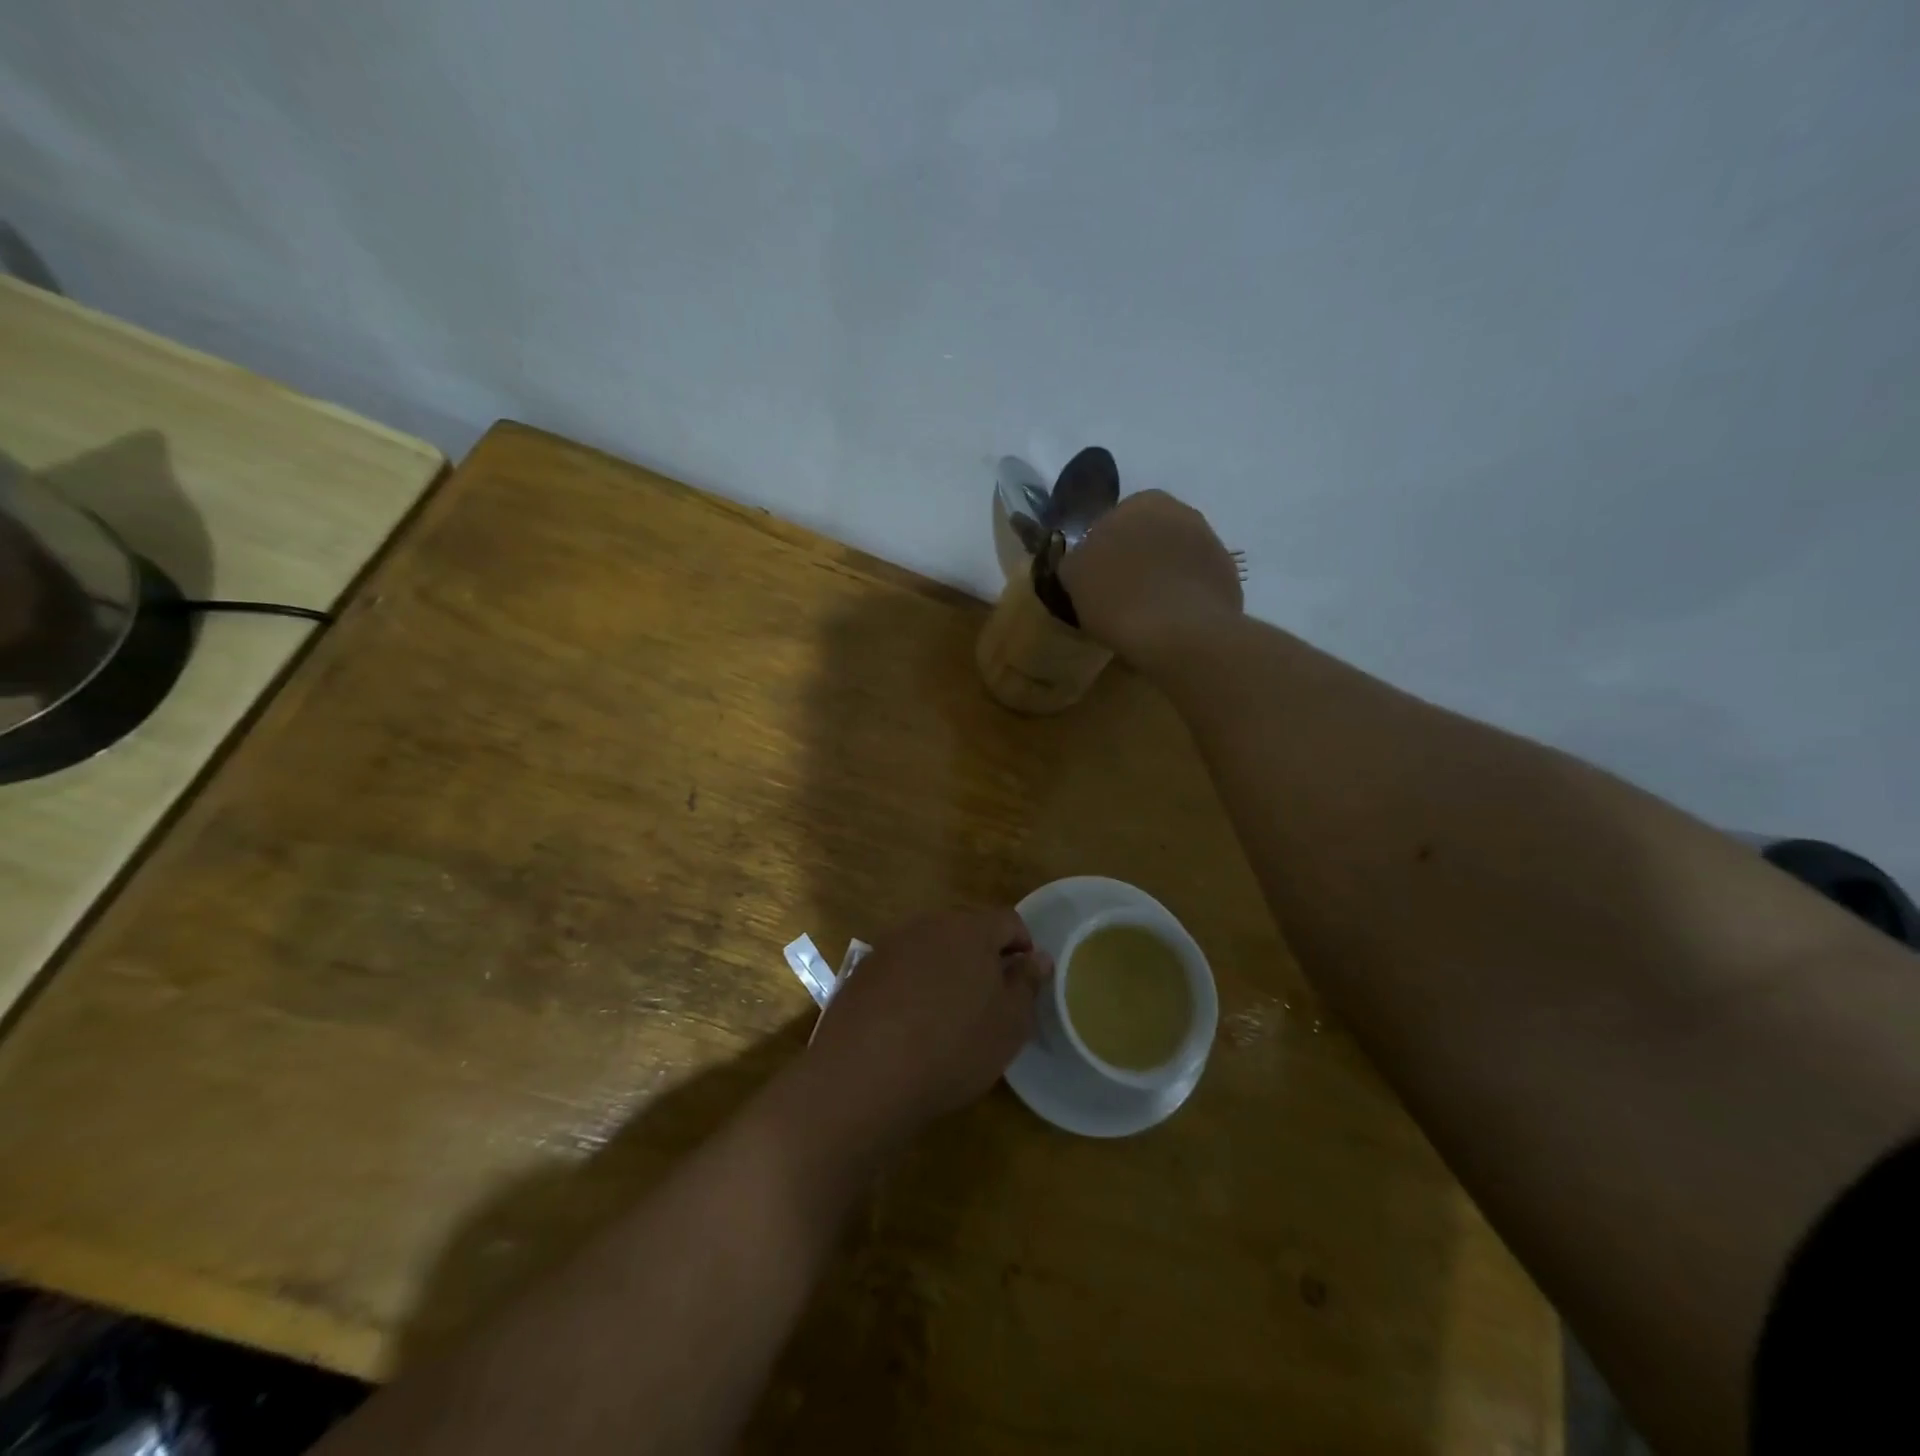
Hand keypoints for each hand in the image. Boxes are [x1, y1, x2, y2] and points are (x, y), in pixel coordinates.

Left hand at [801, 908, 1051, 1142]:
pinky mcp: (863, 971)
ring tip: (949, 1017)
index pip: (1009, 921)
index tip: (1024, 983)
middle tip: (989, 1002)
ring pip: (931, 949)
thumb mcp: (1009, 1024)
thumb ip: (1027, 984)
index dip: (1023, 948)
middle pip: (967, 931)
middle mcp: (929, 924)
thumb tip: (1037, 957)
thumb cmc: (953, 1047)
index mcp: (970, 929)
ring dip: (946, 971)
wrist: (863, 1074)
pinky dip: (913, 987)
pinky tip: (910, 1026)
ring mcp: (890, 945)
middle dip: (983, 958)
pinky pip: (901, 969)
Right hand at [1058, 489, 1242, 662]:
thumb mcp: (1074, 577)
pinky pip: (1195, 583)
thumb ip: (1076, 559)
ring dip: (1162, 577)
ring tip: (1146, 613)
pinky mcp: (1228, 575)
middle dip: (1136, 559)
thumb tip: (1082, 559)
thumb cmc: (1119, 598)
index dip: (1103, 552)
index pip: (1113, 521)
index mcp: (1141, 502)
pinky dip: (1183, 597)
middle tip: (1120, 596)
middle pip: (1148, 536)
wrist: (1182, 633)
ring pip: (1174, 558)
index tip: (1096, 581)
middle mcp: (1181, 511)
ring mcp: (1210, 542)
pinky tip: (1171, 623)